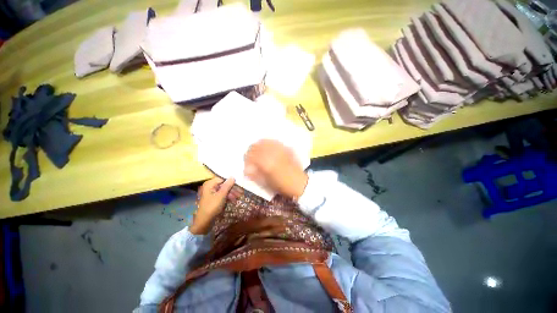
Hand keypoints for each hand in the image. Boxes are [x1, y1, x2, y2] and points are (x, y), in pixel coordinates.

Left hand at [190, 177, 234, 234]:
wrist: (204, 222)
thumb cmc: (212, 206)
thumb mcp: (221, 195)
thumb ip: (228, 185)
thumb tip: (233, 176)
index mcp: (210, 184)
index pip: (223, 179)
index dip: (231, 182)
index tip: (239, 185)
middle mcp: (210, 187)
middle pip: (224, 185)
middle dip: (232, 189)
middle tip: (241, 192)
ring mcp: (212, 193)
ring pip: (224, 190)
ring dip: (232, 194)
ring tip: (239, 197)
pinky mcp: (214, 199)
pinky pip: (222, 195)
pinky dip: (228, 197)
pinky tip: (234, 201)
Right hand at [244, 139, 307, 197]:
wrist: (299, 183)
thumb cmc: (282, 185)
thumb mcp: (266, 183)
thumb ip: (254, 175)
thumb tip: (246, 169)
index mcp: (265, 163)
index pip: (250, 155)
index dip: (246, 158)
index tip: (246, 162)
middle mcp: (271, 154)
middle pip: (255, 146)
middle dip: (250, 151)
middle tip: (250, 156)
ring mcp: (279, 149)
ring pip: (264, 142)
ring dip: (258, 145)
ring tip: (257, 150)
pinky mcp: (285, 148)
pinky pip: (273, 141)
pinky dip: (267, 142)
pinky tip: (267, 146)